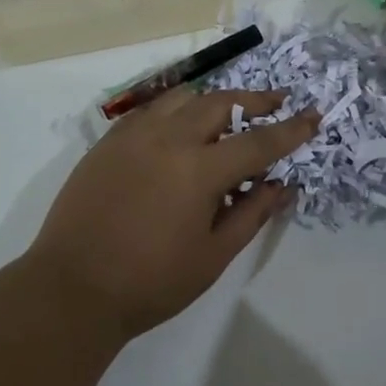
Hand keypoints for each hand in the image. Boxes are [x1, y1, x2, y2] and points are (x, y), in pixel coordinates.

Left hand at [28, 90, 319, 340]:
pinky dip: (176, 108)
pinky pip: (150, 110)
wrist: (73, 288)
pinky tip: (180, 125)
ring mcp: (133, 135)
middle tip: (276, 102)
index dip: (289, 130)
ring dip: (213, 99)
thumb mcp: (213, 256)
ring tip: (230, 110)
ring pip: (183, 97)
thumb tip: (282, 184)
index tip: (312, 117)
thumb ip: (252, 214)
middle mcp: (168, 138)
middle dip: (254, 100)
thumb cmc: (150, 282)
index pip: (257, 142)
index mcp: (198, 170)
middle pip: (220, 103)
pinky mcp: (108, 141)